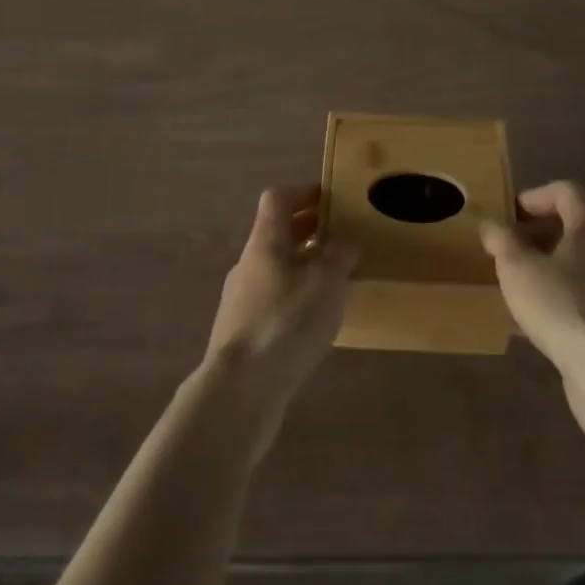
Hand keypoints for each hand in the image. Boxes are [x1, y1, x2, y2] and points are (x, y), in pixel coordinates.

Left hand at [205, 185, 354, 425]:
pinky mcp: (243, 335)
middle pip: (278, 233)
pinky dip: (296, 299)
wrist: (239, 393)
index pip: (278, 198)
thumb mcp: (326, 283)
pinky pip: (274, 302)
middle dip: (310, 231)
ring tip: (337, 281)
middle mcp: (249, 264)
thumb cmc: (285, 323)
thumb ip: (339, 256)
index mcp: (265, 241)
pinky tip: (317, 321)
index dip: (304, 191)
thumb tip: (345, 240)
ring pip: (277, 269)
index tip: (332, 199)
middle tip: (343, 237)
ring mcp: (241, 300)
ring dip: (305, 267)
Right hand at [481, 183, 584, 445]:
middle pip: (575, 228)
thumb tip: (491, 226)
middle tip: (510, 248)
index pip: (567, 192)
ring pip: (580, 266)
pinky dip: (560, 299)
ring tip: (518, 285)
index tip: (510, 213)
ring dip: (549, 269)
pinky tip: (534, 323)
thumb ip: (501, 241)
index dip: (536, 196)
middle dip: (539, 235)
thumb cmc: (562, 303)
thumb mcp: (517, 267)